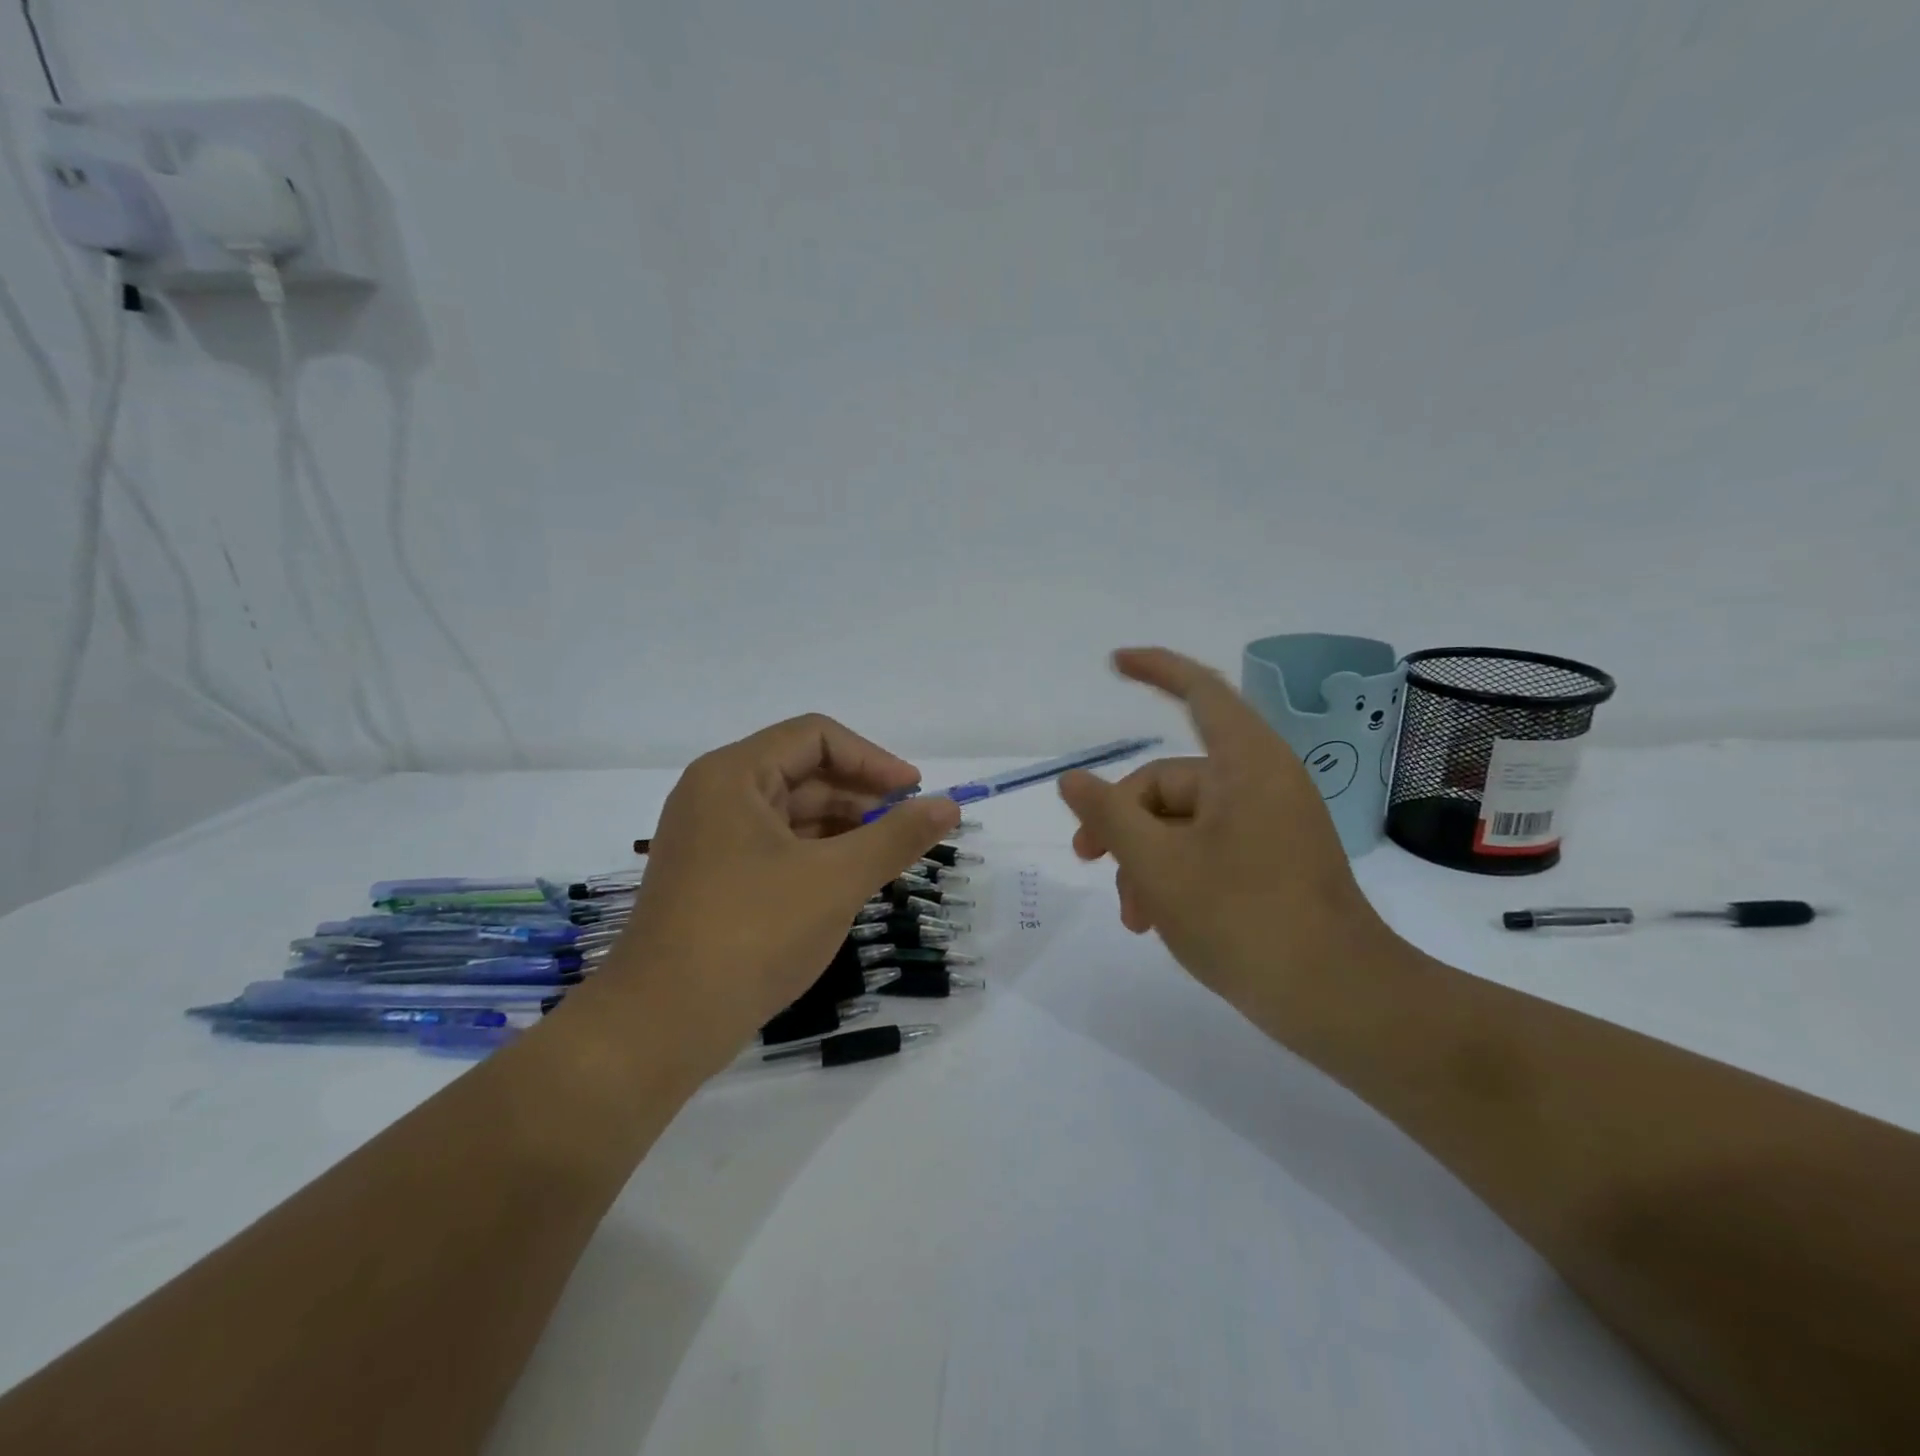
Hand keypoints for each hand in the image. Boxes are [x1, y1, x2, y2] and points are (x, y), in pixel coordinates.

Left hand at [603, 715, 960, 1070]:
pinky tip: (849, 882)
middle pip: (803, 773)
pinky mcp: (713, 880)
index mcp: (733, 775)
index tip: (915, 793)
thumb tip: (949, 806)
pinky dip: (817, 856)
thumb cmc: (752, 934)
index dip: (872, 759)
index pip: (816, 738)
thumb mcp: (836, 880)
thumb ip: (897, 837)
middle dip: (861, 797)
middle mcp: (716, 796)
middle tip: (909, 830)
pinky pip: (776, 848)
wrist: (660, 1027)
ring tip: (888, 858)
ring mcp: (710, 840)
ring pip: (792, 814)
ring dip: (843, 828)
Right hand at [1058, 648, 1395, 1011]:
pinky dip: (1175, 873)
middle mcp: (1261, 782)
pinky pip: (1209, 847)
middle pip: (1170, 780)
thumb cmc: (1242, 919)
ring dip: (1145, 859)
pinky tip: (1155, 919)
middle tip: (1087, 861)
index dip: (1156, 668)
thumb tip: (1072, 779)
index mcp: (1245, 763)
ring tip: (1132, 915)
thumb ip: (1108, 815)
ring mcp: (1271, 823)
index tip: (1114, 662)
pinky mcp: (1274, 860)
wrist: (1339, 1001)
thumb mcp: (1156, 865)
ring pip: (1183, 822)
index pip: (1199, 690)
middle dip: (1124, 821)